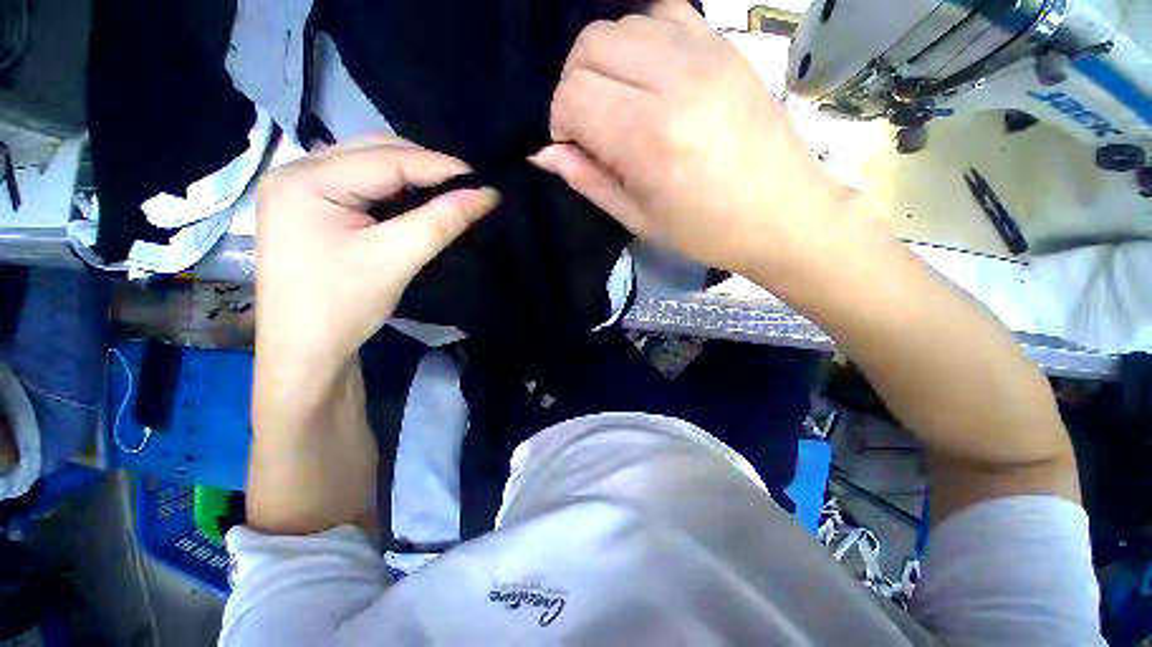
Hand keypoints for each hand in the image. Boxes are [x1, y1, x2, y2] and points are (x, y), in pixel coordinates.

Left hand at [255, 138, 498, 371]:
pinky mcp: (312, 206)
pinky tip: (416, 201)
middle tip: (466, 186)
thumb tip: (487, 194)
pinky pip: (362, 183)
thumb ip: (441, 221)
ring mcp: (301, 188)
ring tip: (446, 192)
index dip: (439, 166)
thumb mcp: (395, 260)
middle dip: (424, 166)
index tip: (483, 180)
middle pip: (373, 152)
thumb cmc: (343, 307)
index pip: (385, 159)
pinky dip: (395, 189)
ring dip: (411, 175)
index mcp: (305, 180)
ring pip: (369, 165)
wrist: (305, 351)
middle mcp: (296, 172)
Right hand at [536, 0, 855, 276]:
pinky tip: (651, 76)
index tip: (576, 149)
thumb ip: (588, 181)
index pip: (572, 96)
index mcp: (648, 138)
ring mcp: (704, 53)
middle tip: (592, 125)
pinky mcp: (725, 44)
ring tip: (621, 102)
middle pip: (589, 46)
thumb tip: (545, 153)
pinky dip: (642, 39)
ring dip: (605, 62)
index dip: (560, 123)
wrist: (783, 212)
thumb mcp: (638, 219)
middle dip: (575, 86)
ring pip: (621, 23)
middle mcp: (673, 81)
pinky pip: (664, 13)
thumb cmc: (706, 231)